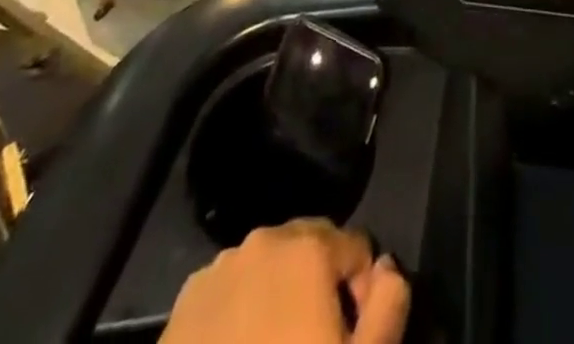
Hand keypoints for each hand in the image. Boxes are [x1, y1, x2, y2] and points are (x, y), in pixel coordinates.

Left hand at [161, 220, 409, 343]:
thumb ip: (389, 305)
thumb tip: (387, 267)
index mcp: (308, 248)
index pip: (357, 247)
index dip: (364, 294)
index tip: (351, 339)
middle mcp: (264, 240)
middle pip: (310, 248)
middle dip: (321, 286)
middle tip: (315, 343)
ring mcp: (219, 269)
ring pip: (268, 268)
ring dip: (280, 297)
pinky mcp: (184, 303)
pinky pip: (229, 292)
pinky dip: (241, 314)